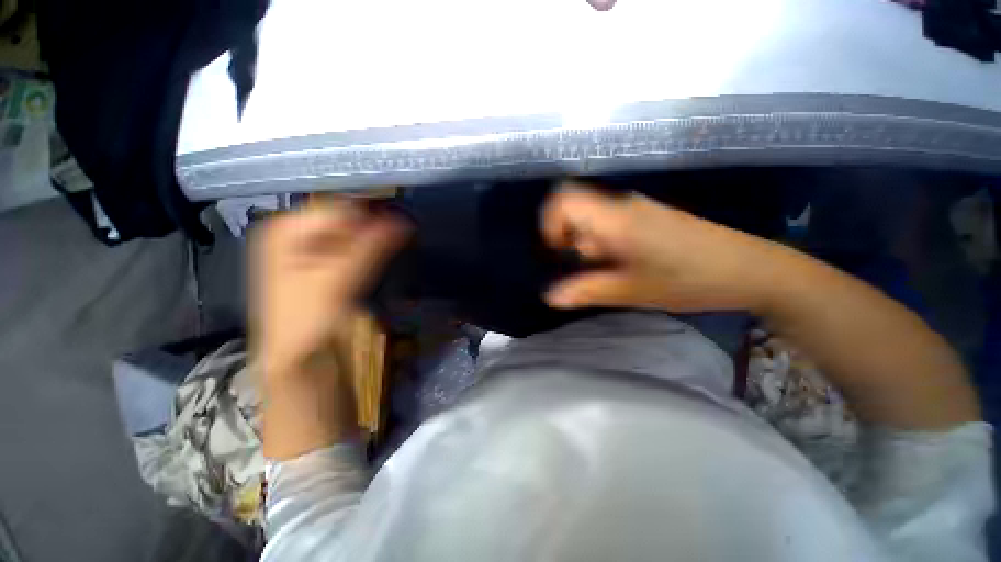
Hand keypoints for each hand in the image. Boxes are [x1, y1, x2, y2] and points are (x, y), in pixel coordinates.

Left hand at [251, 199, 410, 381]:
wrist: (299, 363)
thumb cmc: (307, 324)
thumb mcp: (337, 283)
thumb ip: (370, 248)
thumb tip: (405, 220)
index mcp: (286, 229)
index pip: (341, 206)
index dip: (373, 215)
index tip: (401, 227)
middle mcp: (297, 233)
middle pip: (347, 219)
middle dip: (375, 227)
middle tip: (401, 239)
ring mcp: (312, 249)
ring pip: (354, 233)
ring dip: (377, 240)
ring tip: (395, 249)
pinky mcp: (328, 265)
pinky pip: (357, 248)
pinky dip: (373, 251)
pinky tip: (384, 259)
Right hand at [541, 181, 788, 312]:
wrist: (753, 269)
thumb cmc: (690, 280)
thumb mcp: (633, 291)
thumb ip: (587, 291)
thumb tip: (550, 296)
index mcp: (616, 219)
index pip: (563, 200)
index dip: (549, 224)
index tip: (557, 253)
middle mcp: (623, 205)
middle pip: (576, 212)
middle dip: (570, 243)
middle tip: (587, 272)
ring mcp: (638, 209)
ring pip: (594, 221)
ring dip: (590, 247)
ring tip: (611, 274)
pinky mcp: (649, 217)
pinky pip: (612, 224)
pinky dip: (606, 245)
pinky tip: (627, 266)